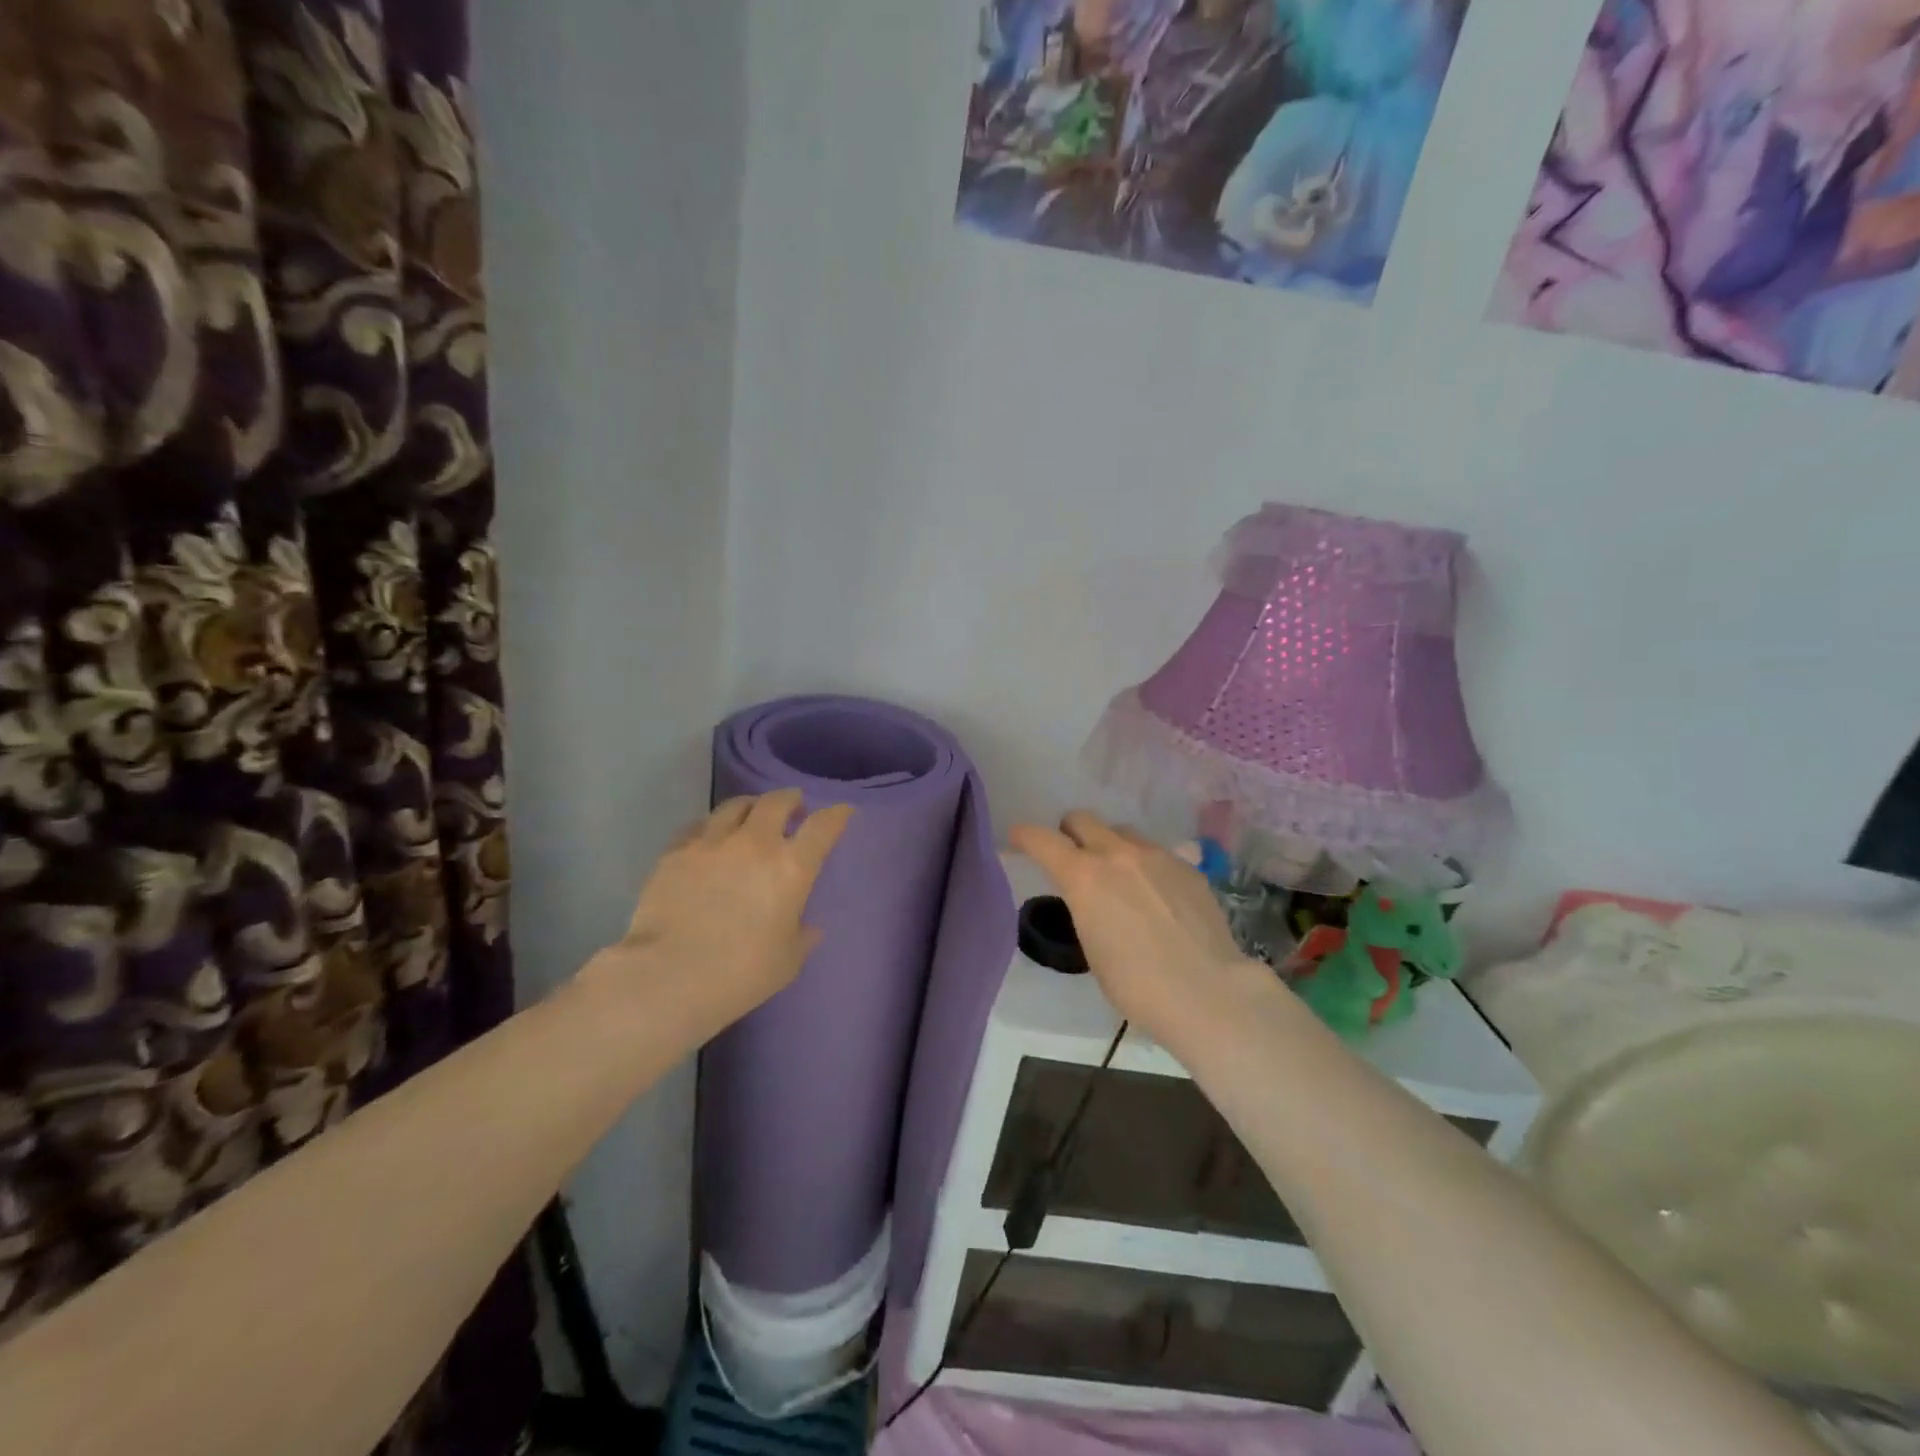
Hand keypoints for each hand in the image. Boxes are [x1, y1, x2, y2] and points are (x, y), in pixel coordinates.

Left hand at [600, 790, 853, 1038]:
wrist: (669, 976)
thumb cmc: (741, 973)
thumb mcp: (788, 961)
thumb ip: (802, 937)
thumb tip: (809, 927)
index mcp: (792, 867)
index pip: (823, 826)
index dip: (837, 814)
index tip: (842, 811)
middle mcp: (755, 843)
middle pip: (777, 802)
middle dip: (790, 799)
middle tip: (794, 806)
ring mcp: (712, 842)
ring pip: (736, 806)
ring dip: (751, 806)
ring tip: (752, 814)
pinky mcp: (676, 851)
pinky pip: (699, 826)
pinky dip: (713, 826)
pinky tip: (710, 837)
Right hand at [1010, 810, 1268, 1053]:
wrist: (1207, 992)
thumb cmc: (1136, 985)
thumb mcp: (1092, 946)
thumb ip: (1085, 907)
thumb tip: (1091, 897)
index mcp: (1084, 876)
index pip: (1042, 839)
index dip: (1025, 836)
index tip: (1018, 839)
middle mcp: (1117, 853)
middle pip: (1082, 819)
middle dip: (1070, 833)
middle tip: (1072, 856)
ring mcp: (1157, 855)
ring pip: (1122, 832)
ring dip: (1110, 846)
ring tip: (1119, 877)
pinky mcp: (1188, 865)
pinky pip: (1156, 852)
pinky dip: (1145, 865)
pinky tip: (1156, 896)